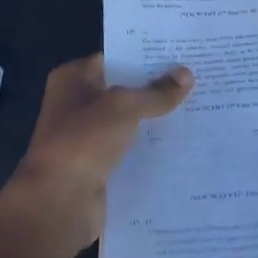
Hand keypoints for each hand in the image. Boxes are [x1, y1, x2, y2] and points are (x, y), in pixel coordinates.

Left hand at [10, 54, 193, 247]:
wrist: (58, 202)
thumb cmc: (84, 140)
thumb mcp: (124, 107)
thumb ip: (156, 92)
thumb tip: (187, 73)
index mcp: (72, 78)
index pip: (115, 58)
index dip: (146, 56)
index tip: (181, 55)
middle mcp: (76, 103)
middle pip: (123, 90)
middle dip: (156, 88)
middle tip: (197, 80)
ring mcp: (86, 136)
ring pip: (128, 121)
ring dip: (156, 120)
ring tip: (198, 109)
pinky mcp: (97, 166)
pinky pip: (129, 150)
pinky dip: (150, 149)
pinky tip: (182, 144)